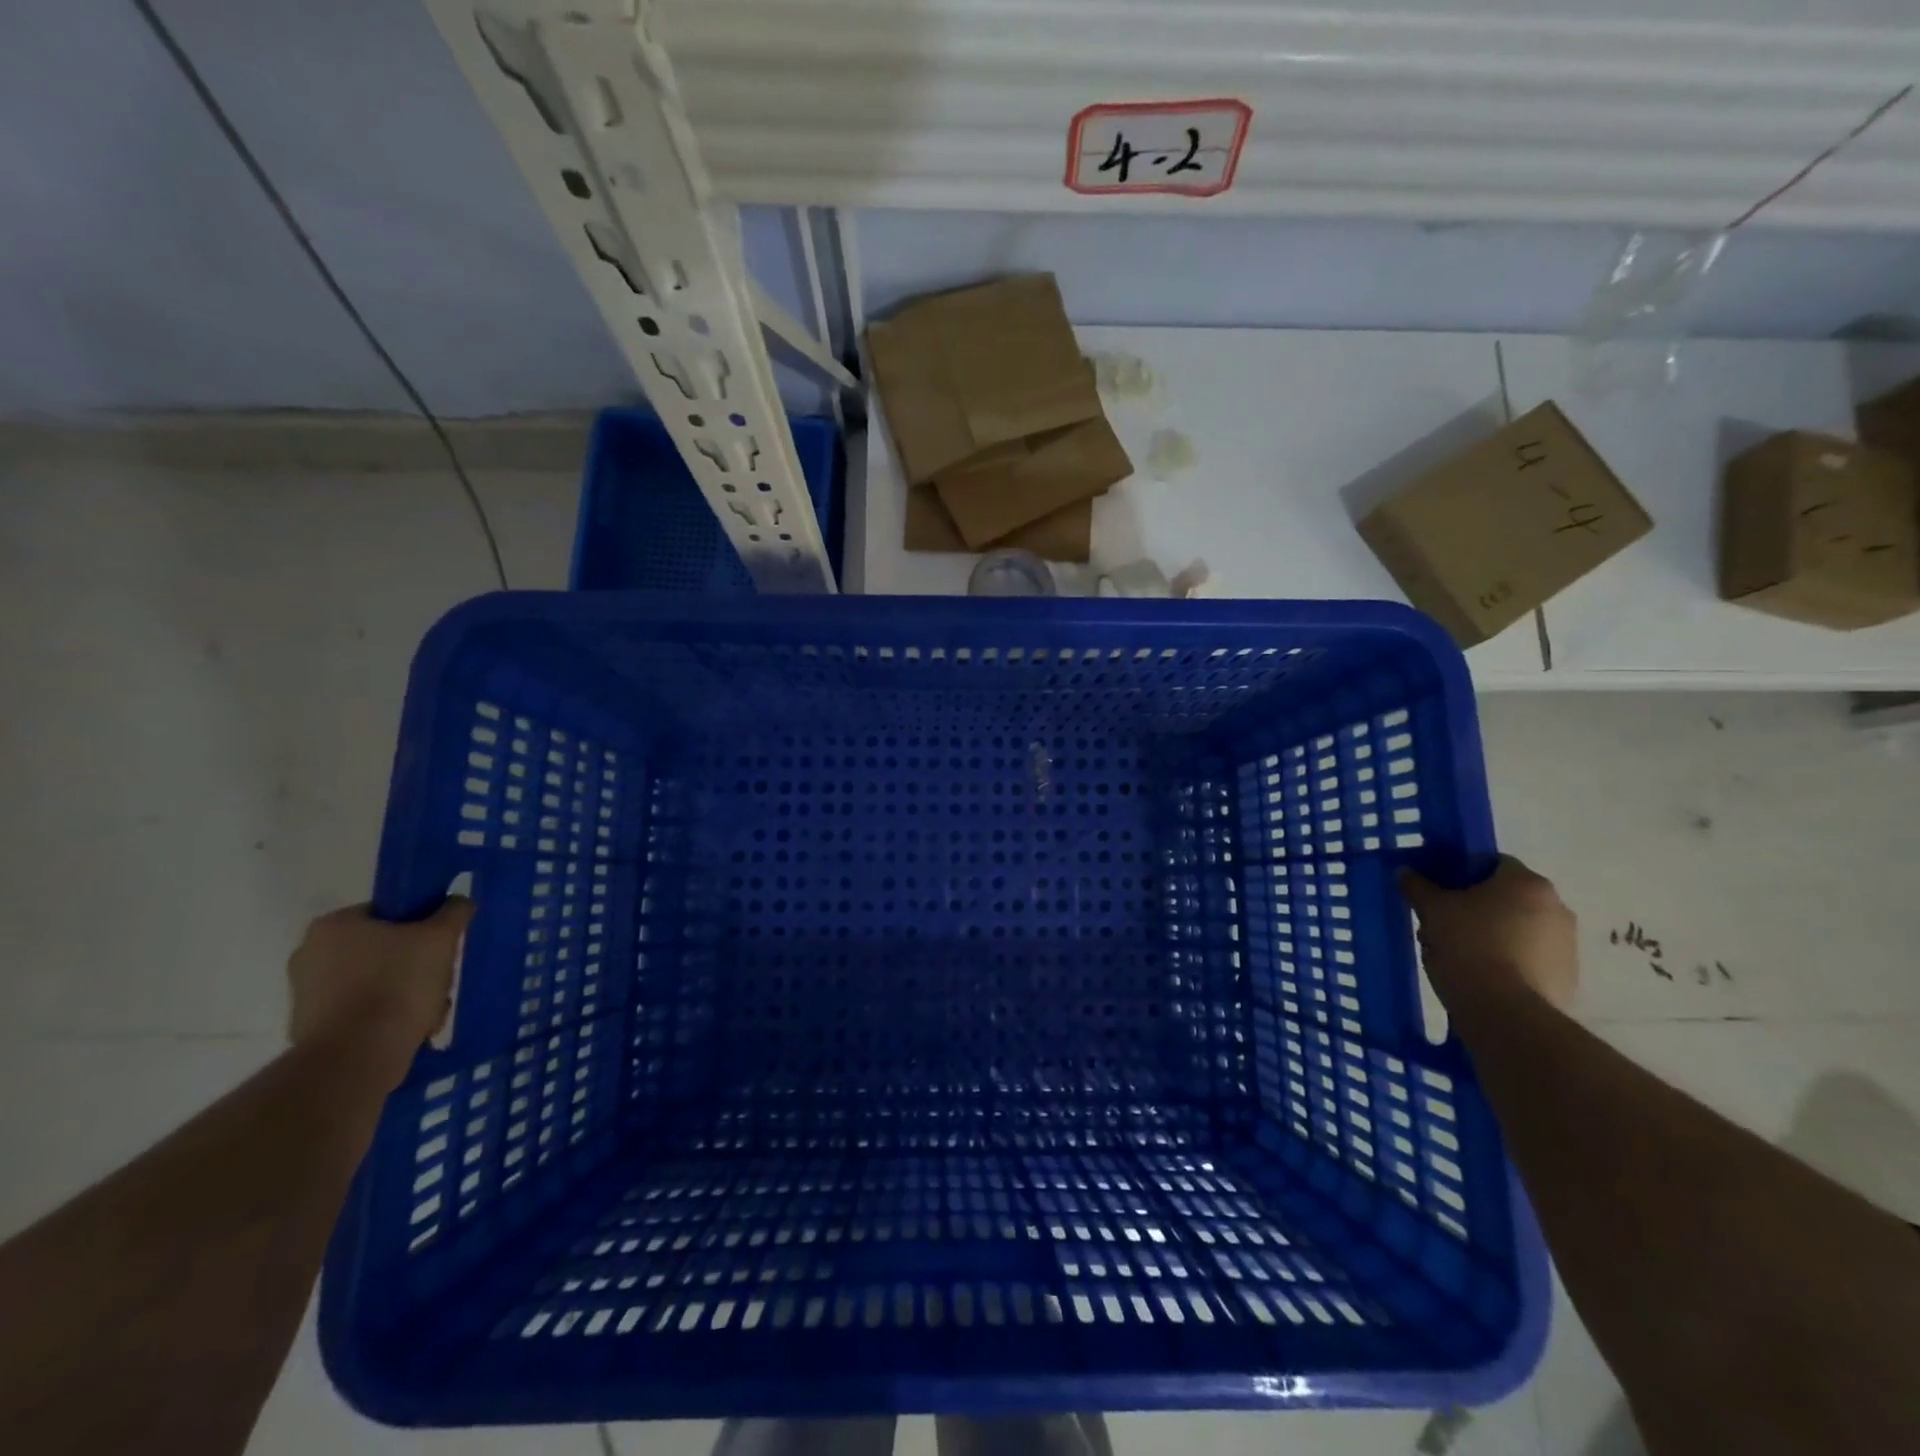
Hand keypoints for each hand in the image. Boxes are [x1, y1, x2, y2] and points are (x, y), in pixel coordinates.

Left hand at [287, 900, 474, 1083]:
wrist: (357, 1057)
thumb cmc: (398, 984)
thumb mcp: (440, 938)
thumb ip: (453, 912)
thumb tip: (458, 901)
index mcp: (334, 925)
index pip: (387, 912)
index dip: (420, 925)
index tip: (440, 944)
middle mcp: (309, 953)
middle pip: (382, 948)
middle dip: (415, 963)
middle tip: (439, 978)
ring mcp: (305, 993)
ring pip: (374, 981)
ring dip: (406, 991)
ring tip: (431, 1009)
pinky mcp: (309, 1027)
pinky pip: (360, 1010)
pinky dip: (385, 1016)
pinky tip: (411, 1028)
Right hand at [1399, 856, 1577, 1011]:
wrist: (1507, 1013)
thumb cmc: (1468, 946)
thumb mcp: (1432, 910)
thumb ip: (1418, 886)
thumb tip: (1406, 872)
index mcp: (1526, 882)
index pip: (1491, 863)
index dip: (1460, 873)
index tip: (1437, 890)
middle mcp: (1557, 907)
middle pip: (1505, 897)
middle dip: (1475, 907)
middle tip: (1442, 923)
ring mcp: (1567, 945)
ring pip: (1517, 928)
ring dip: (1490, 935)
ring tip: (1456, 954)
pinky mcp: (1567, 978)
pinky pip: (1528, 958)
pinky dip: (1506, 961)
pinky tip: (1479, 975)